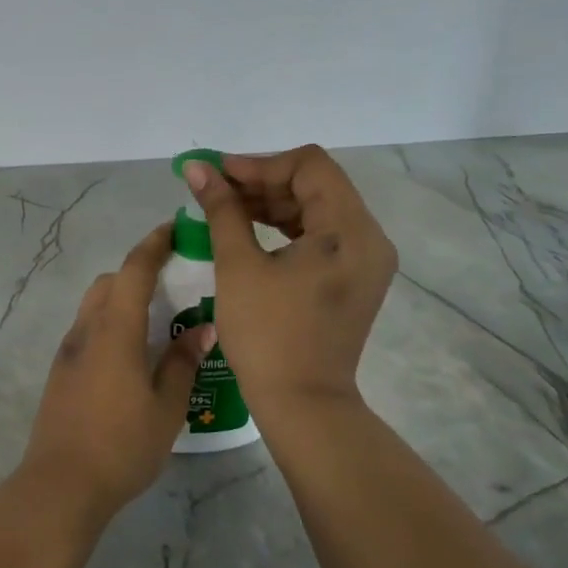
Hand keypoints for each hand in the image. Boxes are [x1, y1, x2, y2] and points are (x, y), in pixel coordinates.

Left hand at [22, 225, 216, 519]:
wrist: (61, 484)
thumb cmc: (122, 445)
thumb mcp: (166, 407)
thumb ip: (182, 362)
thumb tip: (202, 329)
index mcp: (114, 330)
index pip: (133, 270)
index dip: (153, 244)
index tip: (174, 229)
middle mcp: (86, 330)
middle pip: (109, 283)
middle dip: (137, 272)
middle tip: (172, 283)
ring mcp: (68, 351)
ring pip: (95, 306)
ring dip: (121, 299)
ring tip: (156, 321)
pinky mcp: (60, 372)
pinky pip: (87, 330)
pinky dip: (110, 324)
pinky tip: (132, 354)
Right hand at [181, 145, 397, 416]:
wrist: (302, 403)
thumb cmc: (267, 334)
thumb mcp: (238, 266)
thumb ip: (222, 209)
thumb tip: (198, 168)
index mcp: (350, 230)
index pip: (309, 166)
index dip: (260, 163)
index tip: (219, 174)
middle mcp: (369, 238)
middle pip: (316, 185)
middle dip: (263, 182)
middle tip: (216, 191)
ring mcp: (366, 261)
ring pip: (318, 209)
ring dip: (272, 204)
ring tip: (226, 209)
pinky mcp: (354, 279)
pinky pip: (321, 236)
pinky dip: (286, 228)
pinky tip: (250, 232)